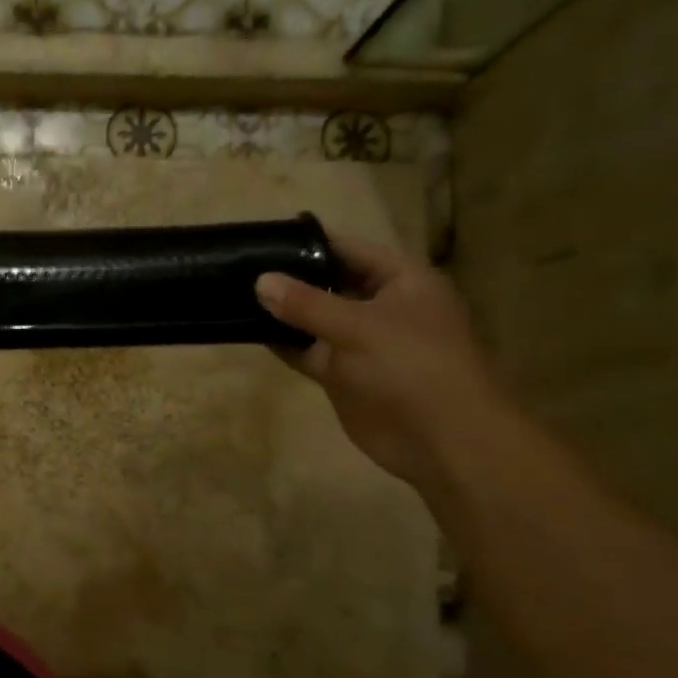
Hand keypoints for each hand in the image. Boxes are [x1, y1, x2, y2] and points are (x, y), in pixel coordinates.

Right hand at [255, 234, 508, 491]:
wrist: (440, 440)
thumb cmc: (410, 366)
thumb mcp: (357, 327)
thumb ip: (306, 303)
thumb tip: (260, 281)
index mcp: (402, 281)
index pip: (351, 249)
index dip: (311, 242)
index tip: (266, 238)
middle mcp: (382, 306)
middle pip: (330, 282)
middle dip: (292, 276)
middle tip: (243, 266)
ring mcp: (362, 342)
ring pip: (316, 319)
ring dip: (284, 311)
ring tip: (237, 294)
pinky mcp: (344, 374)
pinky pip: (309, 351)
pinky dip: (285, 343)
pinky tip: (250, 331)